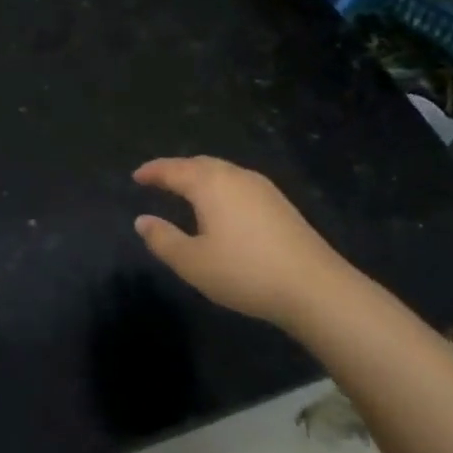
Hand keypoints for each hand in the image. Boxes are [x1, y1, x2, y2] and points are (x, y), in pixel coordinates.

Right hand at [133, 155, 357, 328]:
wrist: (316, 288)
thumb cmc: (245, 272)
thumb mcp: (192, 262)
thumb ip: (163, 239)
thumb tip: (142, 220)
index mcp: (210, 184)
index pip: (173, 169)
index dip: (152, 172)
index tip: (136, 176)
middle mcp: (236, 176)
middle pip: (199, 164)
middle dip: (176, 169)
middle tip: (158, 180)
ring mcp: (263, 188)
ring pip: (222, 172)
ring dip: (200, 176)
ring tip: (186, 190)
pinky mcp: (280, 204)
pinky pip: (239, 184)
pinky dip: (220, 187)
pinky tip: (221, 206)